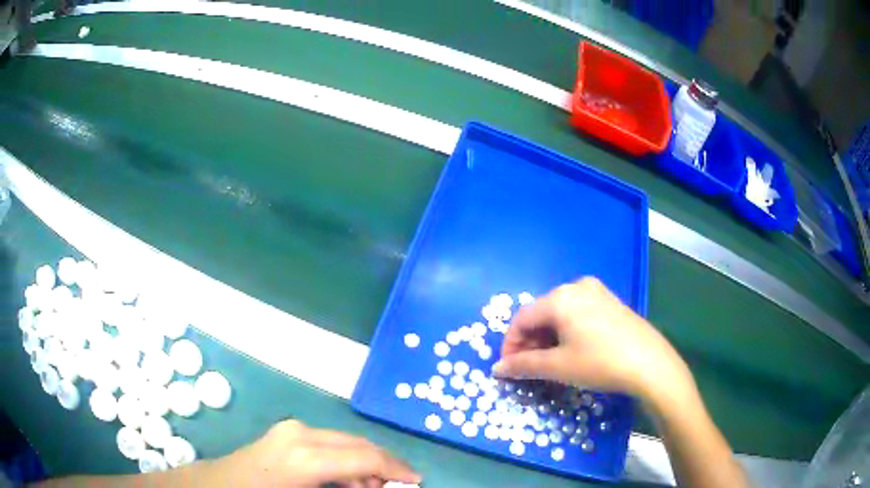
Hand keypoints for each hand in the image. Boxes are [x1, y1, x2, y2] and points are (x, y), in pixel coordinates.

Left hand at [207, 420, 420, 487]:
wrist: (219, 486)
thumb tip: (377, 487)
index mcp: (306, 456)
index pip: (366, 456)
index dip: (397, 469)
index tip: (418, 481)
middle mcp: (302, 434)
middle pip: (359, 444)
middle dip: (383, 465)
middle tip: (397, 487)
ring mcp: (292, 429)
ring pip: (345, 442)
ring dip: (363, 464)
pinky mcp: (287, 432)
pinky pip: (328, 443)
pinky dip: (344, 460)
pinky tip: (346, 480)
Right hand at [493, 277, 692, 403]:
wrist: (649, 363)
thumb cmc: (600, 363)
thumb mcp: (558, 366)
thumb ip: (523, 365)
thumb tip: (497, 368)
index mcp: (560, 297)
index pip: (521, 318)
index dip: (510, 344)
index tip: (508, 368)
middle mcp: (576, 287)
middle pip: (540, 314)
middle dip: (529, 342)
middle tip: (528, 368)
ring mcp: (596, 292)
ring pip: (559, 314)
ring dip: (547, 338)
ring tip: (549, 363)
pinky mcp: (610, 302)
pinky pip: (577, 313)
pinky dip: (566, 332)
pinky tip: (571, 351)